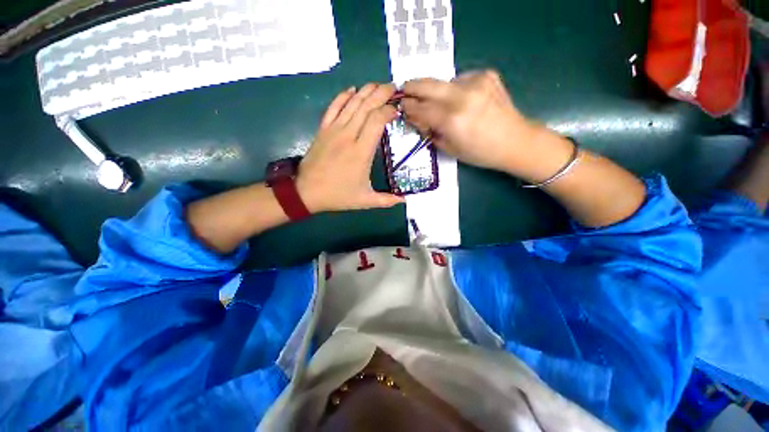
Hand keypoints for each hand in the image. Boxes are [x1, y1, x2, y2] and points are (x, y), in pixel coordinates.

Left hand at [297, 84, 404, 212]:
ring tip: (378, 85)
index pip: (377, 121)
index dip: (389, 111)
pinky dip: (343, 96)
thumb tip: (405, 200)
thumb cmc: (338, 196)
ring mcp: (334, 130)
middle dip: (381, 93)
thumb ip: (387, 200)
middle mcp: (348, 135)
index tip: (397, 110)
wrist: (306, 192)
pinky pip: (333, 107)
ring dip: (366, 91)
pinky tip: (352, 89)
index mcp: (361, 152)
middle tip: (393, 87)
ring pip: (351, 103)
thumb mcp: (365, 201)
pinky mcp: (323, 129)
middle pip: (366, 106)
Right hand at [402, 70, 539, 173]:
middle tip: (404, 89)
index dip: (408, 108)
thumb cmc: (480, 152)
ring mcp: (476, 82)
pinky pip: (460, 80)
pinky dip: (455, 89)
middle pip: (428, 85)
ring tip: (440, 103)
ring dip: (436, 92)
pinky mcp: (486, 75)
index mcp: (452, 119)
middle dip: (412, 87)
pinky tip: (461, 100)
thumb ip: (430, 131)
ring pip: (444, 82)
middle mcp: (462, 96)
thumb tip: (418, 118)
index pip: (420, 109)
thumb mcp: (449, 149)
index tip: (401, 107)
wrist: (515, 140)